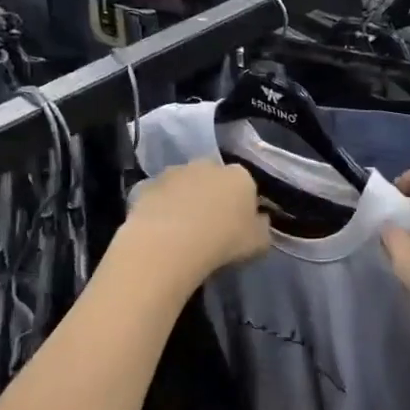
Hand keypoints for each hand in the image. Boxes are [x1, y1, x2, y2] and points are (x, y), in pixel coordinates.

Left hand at [122, 162, 269, 289]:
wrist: (170, 243)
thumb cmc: (224, 242)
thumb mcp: (259, 243)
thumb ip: (263, 228)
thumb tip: (260, 220)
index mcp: (240, 176)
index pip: (246, 186)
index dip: (242, 206)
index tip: (237, 226)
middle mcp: (208, 165)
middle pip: (214, 180)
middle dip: (212, 196)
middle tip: (209, 226)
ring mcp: (175, 172)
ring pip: (184, 185)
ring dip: (184, 200)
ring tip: (181, 231)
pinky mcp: (147, 184)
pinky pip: (159, 196)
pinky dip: (160, 208)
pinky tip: (159, 231)